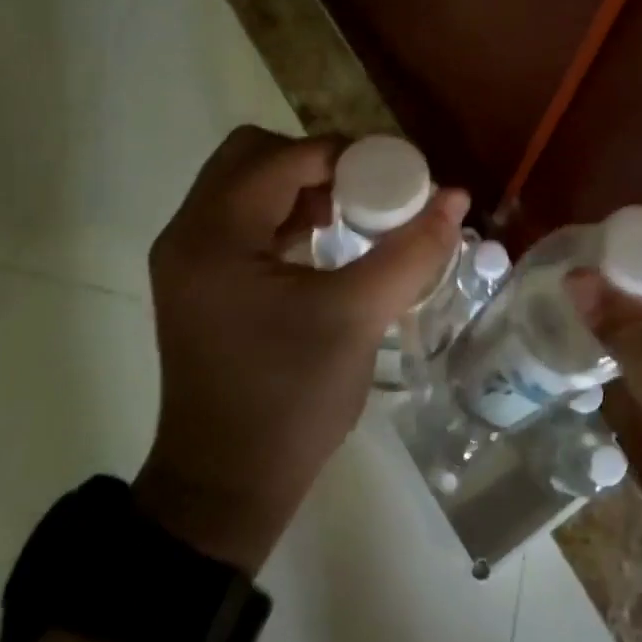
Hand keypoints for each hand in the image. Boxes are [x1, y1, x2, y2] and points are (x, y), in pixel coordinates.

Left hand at [136, 127, 467, 569]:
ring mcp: (185, 257)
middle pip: (252, 155)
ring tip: (349, 216)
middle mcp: (187, 233)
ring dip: (298, 186)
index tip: (396, 175)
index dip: (346, 155)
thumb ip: (412, 250)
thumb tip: (456, 196)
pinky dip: (281, 214)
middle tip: (364, 192)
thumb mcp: (358, 318)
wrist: (225, 486)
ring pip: (243, 184)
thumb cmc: (290, 399)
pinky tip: (321, 244)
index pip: (284, 158)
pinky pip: (239, 218)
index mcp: (215, 236)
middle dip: (314, 162)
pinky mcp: (195, 280)